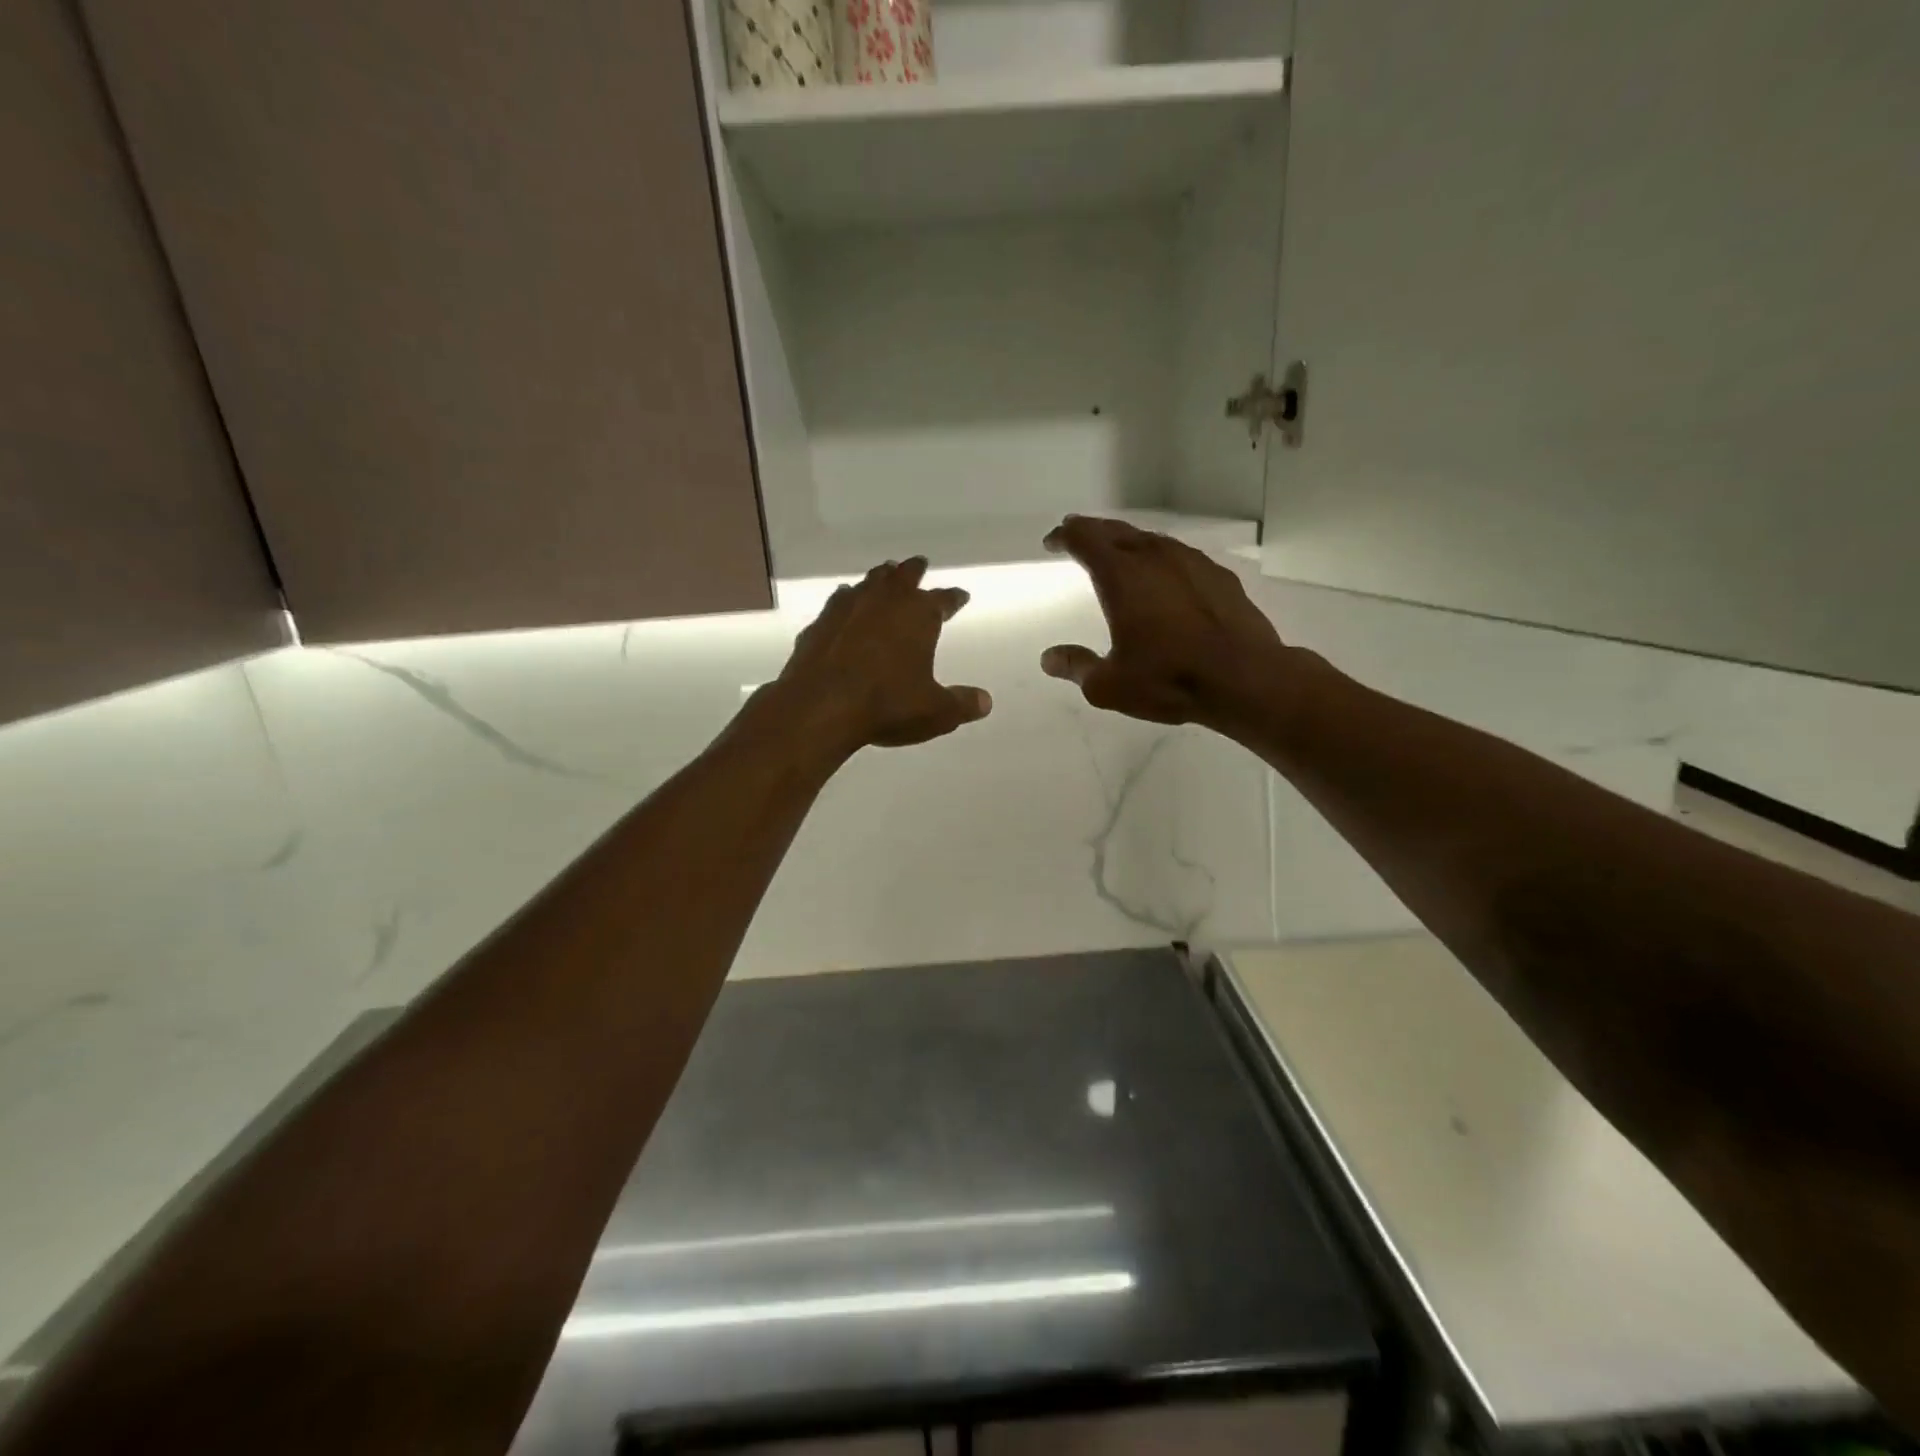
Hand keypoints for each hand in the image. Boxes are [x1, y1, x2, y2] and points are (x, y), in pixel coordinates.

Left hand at [775, 557, 992, 751]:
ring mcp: (848, 608)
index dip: (953, 598)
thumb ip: (962, 704)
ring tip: (885, 575)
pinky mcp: (820, 623)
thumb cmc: (888, 704)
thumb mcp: (936, 712)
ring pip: (869, 582)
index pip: (943, 599)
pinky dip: (848, 600)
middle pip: (904, 576)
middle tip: (919, 564)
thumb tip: (985, 702)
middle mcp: (885, 601)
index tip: (960, 596)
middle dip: (914, 570)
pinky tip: (845, 603)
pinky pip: (839, 602)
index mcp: (919, 614)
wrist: (821, 706)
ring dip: (880, 578)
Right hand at [1040, 515, 1286, 730]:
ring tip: (1118, 554)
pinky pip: (1179, 556)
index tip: (1053, 541)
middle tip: (1077, 536)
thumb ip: (1076, 666)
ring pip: (1150, 540)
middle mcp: (1154, 557)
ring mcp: (1190, 562)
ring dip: (1127, 542)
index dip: (1064, 536)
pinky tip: (1164, 576)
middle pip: (1115, 531)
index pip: (1084, 539)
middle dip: (1092, 532)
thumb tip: (1049, 658)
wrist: (1245, 679)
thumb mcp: (1109, 685)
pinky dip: (1160, 559)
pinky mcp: (1218, 575)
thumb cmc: (1170, 679)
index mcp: (1121, 576)